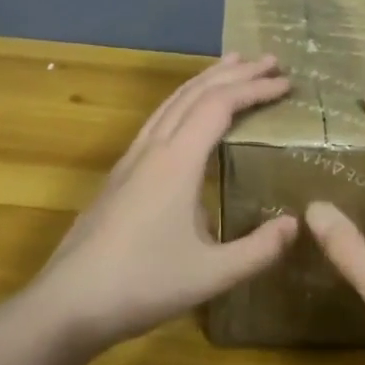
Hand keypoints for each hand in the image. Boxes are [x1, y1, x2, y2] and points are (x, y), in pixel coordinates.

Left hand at [28, 53, 300, 353]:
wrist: (68, 302)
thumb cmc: (142, 285)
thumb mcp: (211, 275)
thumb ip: (259, 250)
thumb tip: (296, 223)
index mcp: (177, 162)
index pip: (220, 106)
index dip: (254, 89)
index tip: (286, 83)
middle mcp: (153, 149)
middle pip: (195, 94)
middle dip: (234, 73)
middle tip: (269, 61)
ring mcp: (131, 160)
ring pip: (171, 102)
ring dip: (205, 80)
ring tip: (231, 67)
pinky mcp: (119, 175)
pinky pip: (157, 120)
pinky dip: (183, 102)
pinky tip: (187, 115)